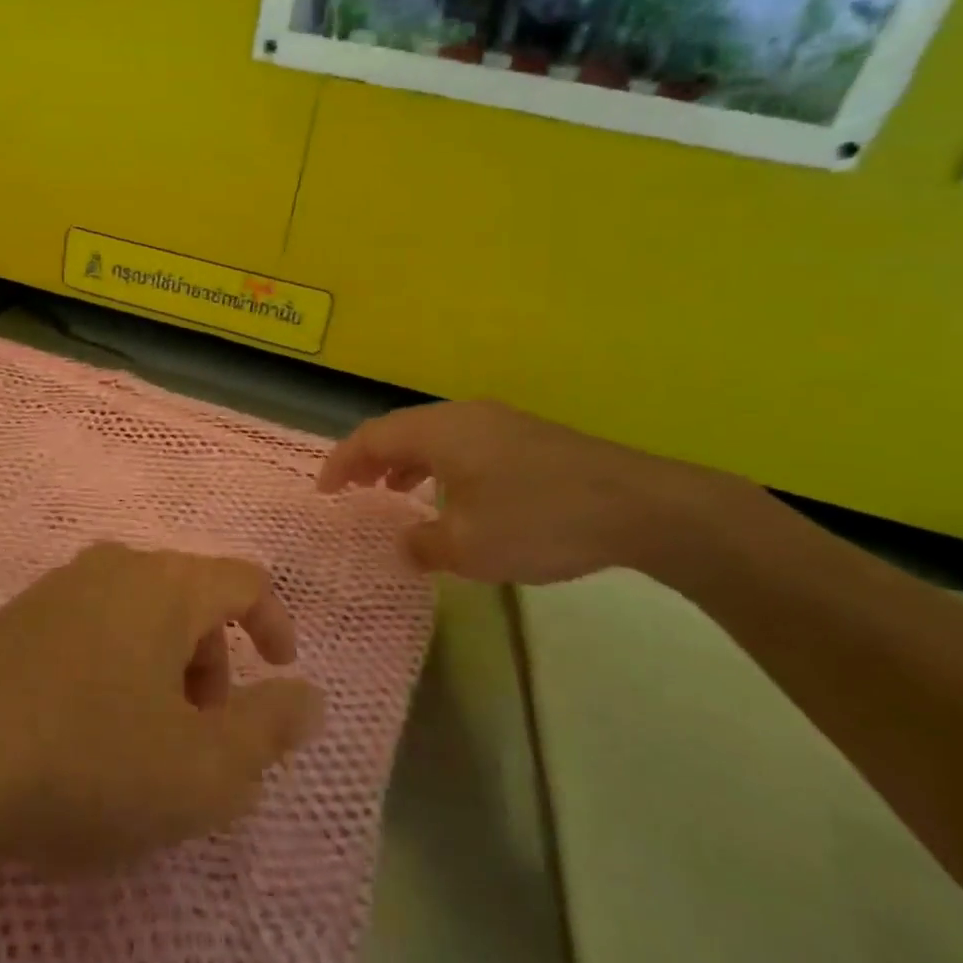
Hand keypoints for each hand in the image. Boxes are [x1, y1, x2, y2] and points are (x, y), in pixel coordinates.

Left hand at [0, 543, 324, 874]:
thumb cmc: (89, 760)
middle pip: (189, 597)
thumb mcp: (203, 769)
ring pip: (137, 614)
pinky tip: (84, 731)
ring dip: (162, 667)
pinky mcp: (12, 620)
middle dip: (212, 660)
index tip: (278, 672)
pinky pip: (89, 629)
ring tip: (145, 740)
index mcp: (167, 585)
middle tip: (202, 730)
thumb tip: (307, 696)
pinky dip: (113, 668)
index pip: (244, 580)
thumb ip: (269, 730)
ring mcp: (56, 589)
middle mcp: (114, 568)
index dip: (273, 623)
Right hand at [318, 400, 728, 585]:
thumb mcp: (469, 547)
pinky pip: (462, 443)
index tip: (324, 493)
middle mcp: (462, 415)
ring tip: (394, 493)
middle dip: (370, 460)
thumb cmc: (538, 521)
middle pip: (399, 429)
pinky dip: (439, 465)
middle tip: (353, 492)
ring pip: (432, 435)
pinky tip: (452, 497)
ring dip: (405, 462)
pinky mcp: (526, 436)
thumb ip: (423, 545)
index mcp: (438, 431)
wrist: (639, 506)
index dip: (341, 464)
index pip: (370, 437)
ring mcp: (498, 422)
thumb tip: (404, 543)